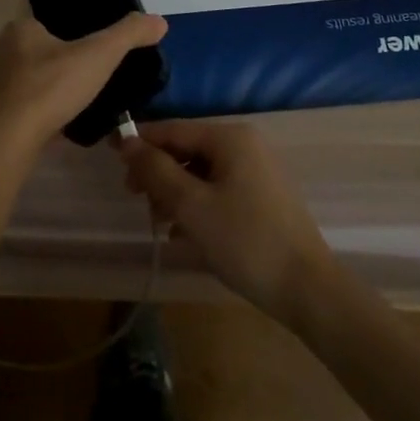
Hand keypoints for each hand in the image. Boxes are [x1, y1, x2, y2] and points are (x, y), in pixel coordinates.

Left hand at [0, 14, 167, 154]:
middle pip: (31, 54)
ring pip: (18, 82)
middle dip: (52, 69)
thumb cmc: (51, 89)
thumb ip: (129, 35)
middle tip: (79, 89)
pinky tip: (41, 131)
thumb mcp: (99, 56)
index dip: (68, 42)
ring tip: (63, 112)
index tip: (86, 61)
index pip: (46, 26)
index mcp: (20, 29)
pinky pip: (7, 109)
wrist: (5, 141)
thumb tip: (159, 21)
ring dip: (37, 93)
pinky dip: (23, 116)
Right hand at [120, 120, 337, 323]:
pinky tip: (184, 235)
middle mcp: (245, 145)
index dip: (140, 142)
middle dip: (159, 174)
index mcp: (230, 138)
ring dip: (175, 194)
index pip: (173, 129)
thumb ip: (156, 170)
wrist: (309, 290)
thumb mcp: (191, 206)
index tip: (110, 158)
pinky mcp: (263, 198)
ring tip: (161, 225)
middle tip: (137, 201)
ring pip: (201, 173)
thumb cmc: (245, 241)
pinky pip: (218, 191)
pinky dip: (197, 206)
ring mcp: (257, 172)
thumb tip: (126, 141)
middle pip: (187, 150)